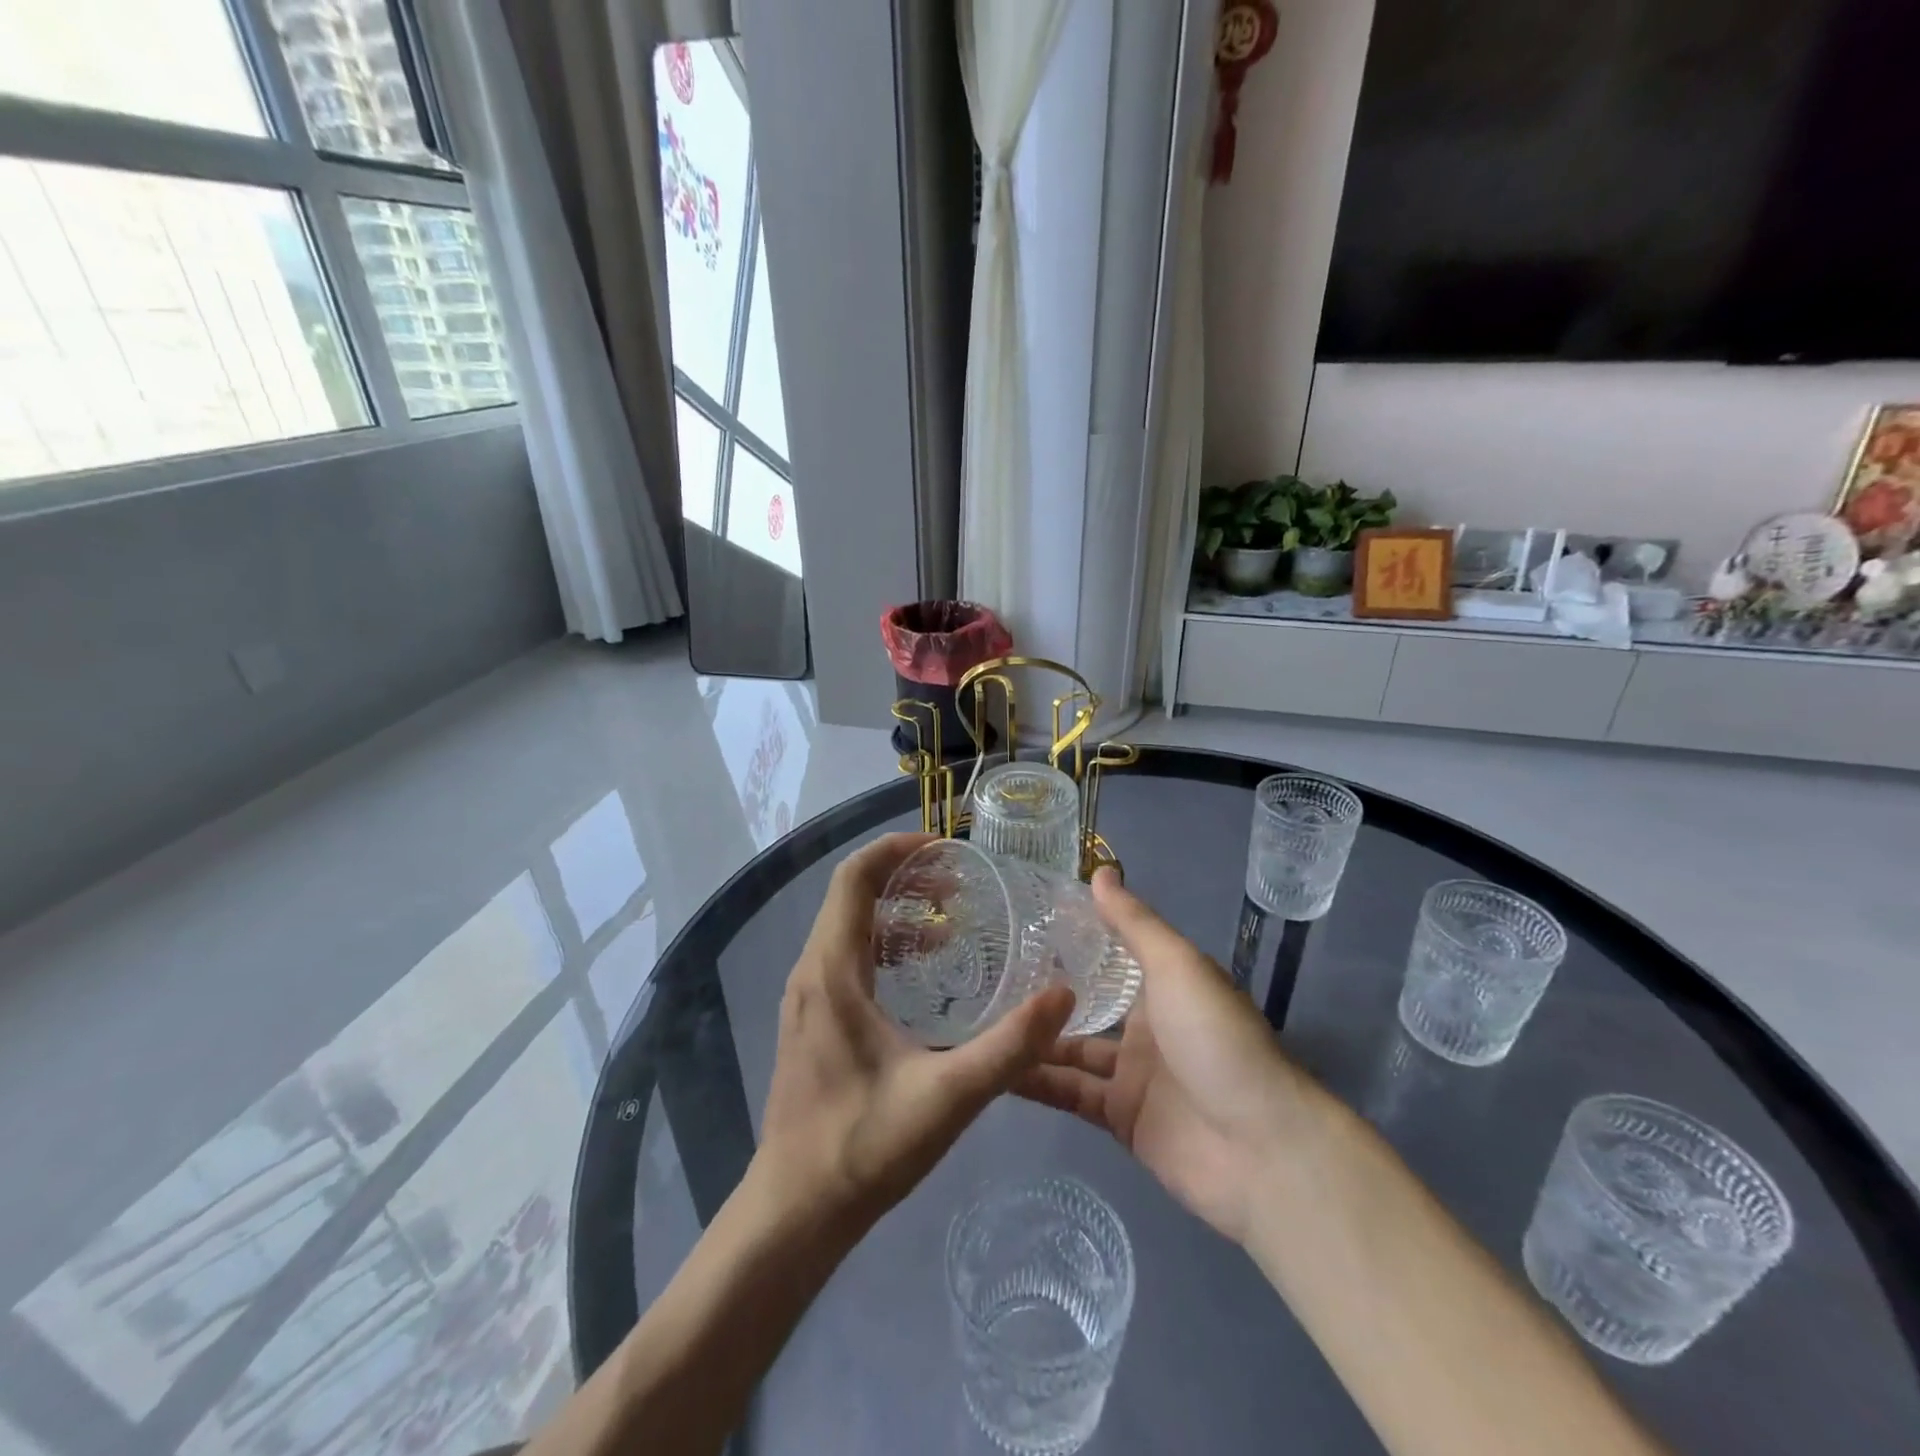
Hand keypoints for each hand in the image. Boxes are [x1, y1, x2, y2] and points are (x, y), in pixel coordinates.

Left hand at [755, 832, 1076, 1237]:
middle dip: (907, 878)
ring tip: (952, 926)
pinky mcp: (813, 1020)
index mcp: (832, 972)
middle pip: (853, 896)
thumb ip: (1010, 1047)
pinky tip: (925, 974)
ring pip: (850, 927)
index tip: (948, 850)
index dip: (897, 850)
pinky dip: (887, 947)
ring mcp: (808, 997)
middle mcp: (812, 971)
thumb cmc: (864, 1148)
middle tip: (962, 886)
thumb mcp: (948, 1097)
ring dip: (898, 914)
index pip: (855, 878)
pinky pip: (848, 957)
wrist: (795, 1211)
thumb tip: (1063, 995)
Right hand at [1015, 868, 1307, 1245]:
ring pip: (1069, 1048)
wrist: (1260, 1149)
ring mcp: (1131, 1073)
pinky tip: (993, 1067)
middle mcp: (1146, 1024)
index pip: (1110, 951)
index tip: (1020, 916)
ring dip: (1031, 1036)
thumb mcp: (1177, 966)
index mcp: (1163, 983)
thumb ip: (1135, 923)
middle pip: (1086, 1001)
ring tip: (976, 1015)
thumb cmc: (1217, 1039)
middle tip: (985, 969)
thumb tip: (1101, 870)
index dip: (1071, 936)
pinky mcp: (1119, 1118)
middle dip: (1043, 988)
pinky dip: (1035, 1082)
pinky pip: (1069, 1093)